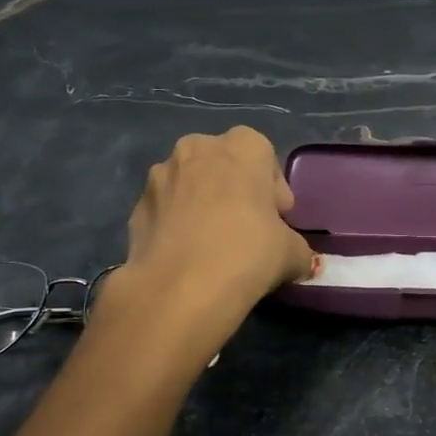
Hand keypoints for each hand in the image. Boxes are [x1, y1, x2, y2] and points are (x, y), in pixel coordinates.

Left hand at [105, 128, 315, 318]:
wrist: (180, 288)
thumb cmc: (248, 253)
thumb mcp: (292, 253)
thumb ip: (298, 248)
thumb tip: (299, 259)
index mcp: (241, 147)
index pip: (263, 154)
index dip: (273, 188)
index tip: (278, 219)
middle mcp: (197, 148)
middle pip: (223, 163)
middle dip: (235, 189)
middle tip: (248, 227)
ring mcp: (160, 175)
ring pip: (190, 183)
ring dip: (202, 203)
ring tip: (213, 243)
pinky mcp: (137, 206)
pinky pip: (166, 209)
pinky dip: (177, 224)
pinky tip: (187, 255)